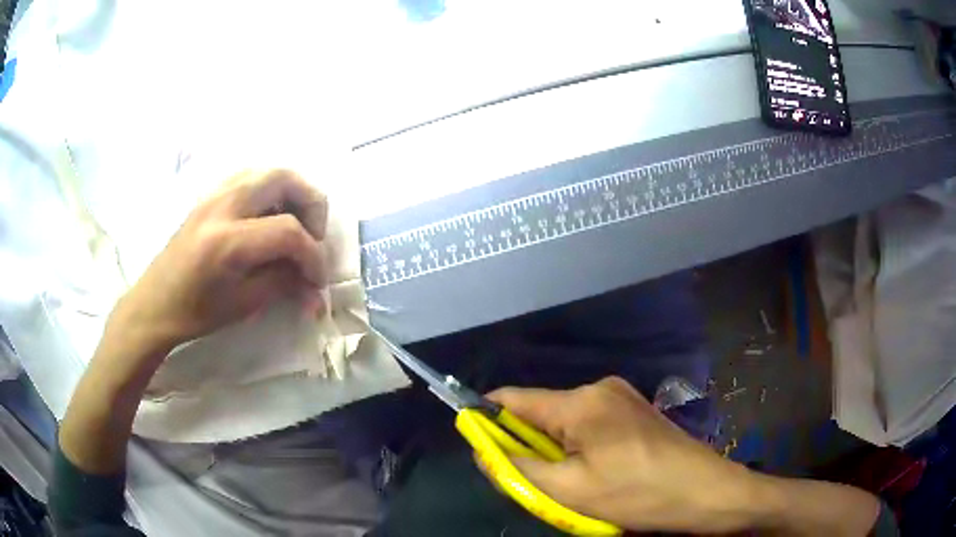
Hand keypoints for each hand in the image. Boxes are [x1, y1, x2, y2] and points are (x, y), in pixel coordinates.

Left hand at [109, 168, 327, 352]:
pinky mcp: (210, 194)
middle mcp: (223, 205)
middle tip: (313, 236)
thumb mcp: (244, 304)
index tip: (317, 279)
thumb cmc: (196, 312)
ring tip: (294, 226)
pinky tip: (268, 219)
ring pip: (268, 171)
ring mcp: (215, 194)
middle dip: (311, 205)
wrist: (155, 302)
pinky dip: (271, 192)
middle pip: (284, 178)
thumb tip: (314, 280)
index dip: (313, 255)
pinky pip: (251, 178)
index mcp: (228, 240)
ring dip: (291, 194)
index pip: (289, 231)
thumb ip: (283, 282)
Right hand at [486, 377, 763, 533]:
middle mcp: (600, 388)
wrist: (705, 492)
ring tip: (571, 486)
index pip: (514, 399)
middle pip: (541, 413)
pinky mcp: (635, 411)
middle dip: (528, 446)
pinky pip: (589, 426)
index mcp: (581, 402)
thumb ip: (518, 469)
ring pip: (566, 423)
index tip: (476, 444)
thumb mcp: (571, 491)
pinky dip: (578, 448)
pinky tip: (595, 475)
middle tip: (536, 483)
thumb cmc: (637, 494)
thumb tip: (481, 451)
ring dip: (555, 451)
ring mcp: (621, 397)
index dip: (487, 417)